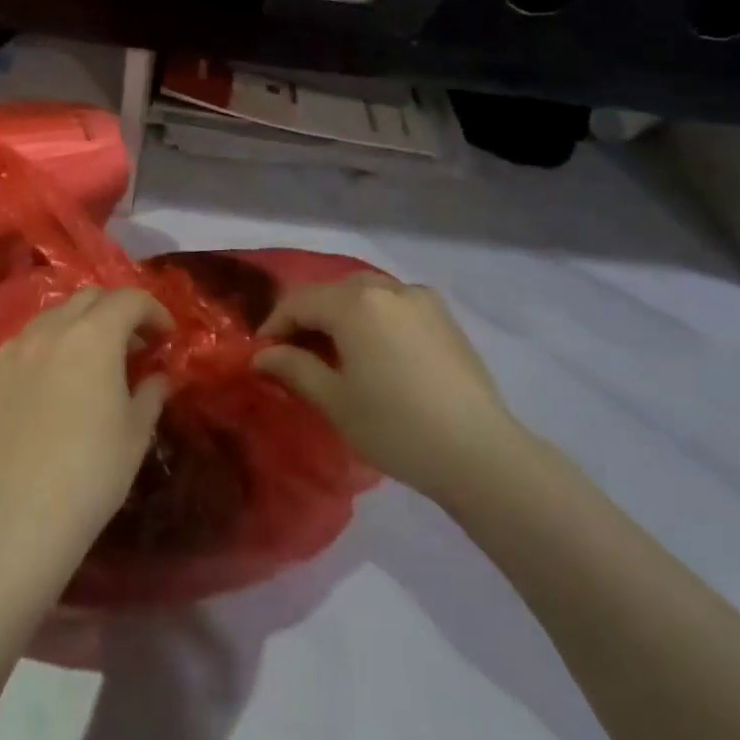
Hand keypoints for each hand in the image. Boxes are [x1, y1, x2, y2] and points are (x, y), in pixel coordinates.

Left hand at [0, 287, 172, 574]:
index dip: (154, 311)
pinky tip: (57, 376)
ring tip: (95, 358)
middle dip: (118, 311)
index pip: (130, 299)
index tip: (166, 336)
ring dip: (82, 323)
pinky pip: (28, 339)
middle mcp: (52, 329)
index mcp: (94, 335)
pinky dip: (51, 342)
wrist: (20, 518)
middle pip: (91, 297)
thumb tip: (157, 376)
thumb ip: (151, 391)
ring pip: (56, 314)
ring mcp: (16, 348)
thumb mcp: (136, 431)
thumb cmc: (92, 473)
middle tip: (135, 343)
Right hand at [256, 275, 516, 508]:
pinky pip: (394, 304)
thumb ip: (293, 368)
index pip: (299, 302)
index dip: (275, 325)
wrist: (478, 451)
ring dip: (341, 315)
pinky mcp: (443, 316)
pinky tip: (375, 351)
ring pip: (365, 294)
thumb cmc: (395, 426)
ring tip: (334, 353)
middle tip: (294, 354)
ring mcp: (420, 298)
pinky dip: (373, 318)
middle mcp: (386, 287)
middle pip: (332, 292)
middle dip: (308, 318)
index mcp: (355, 302)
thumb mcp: (335, 401)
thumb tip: (262, 355)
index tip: (263, 355)